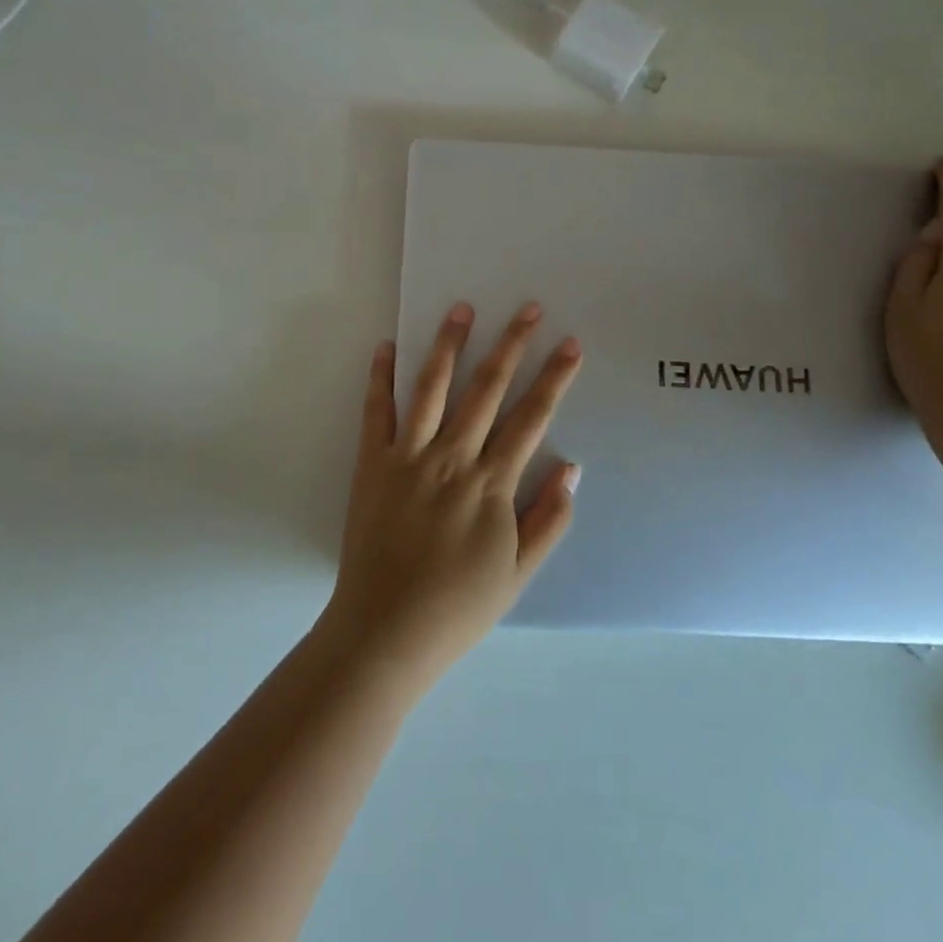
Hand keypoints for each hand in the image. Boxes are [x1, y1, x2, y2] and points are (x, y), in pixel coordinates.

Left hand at [317, 303, 582, 698]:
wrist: (384, 633)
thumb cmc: (457, 607)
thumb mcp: (518, 574)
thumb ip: (548, 520)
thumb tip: (571, 467)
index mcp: (490, 484)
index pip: (530, 418)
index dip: (554, 379)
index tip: (570, 345)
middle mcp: (451, 458)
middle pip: (486, 389)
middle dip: (511, 345)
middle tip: (528, 309)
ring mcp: (407, 456)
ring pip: (431, 388)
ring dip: (448, 345)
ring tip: (461, 308)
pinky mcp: (371, 463)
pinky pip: (376, 412)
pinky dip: (380, 377)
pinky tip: (386, 346)